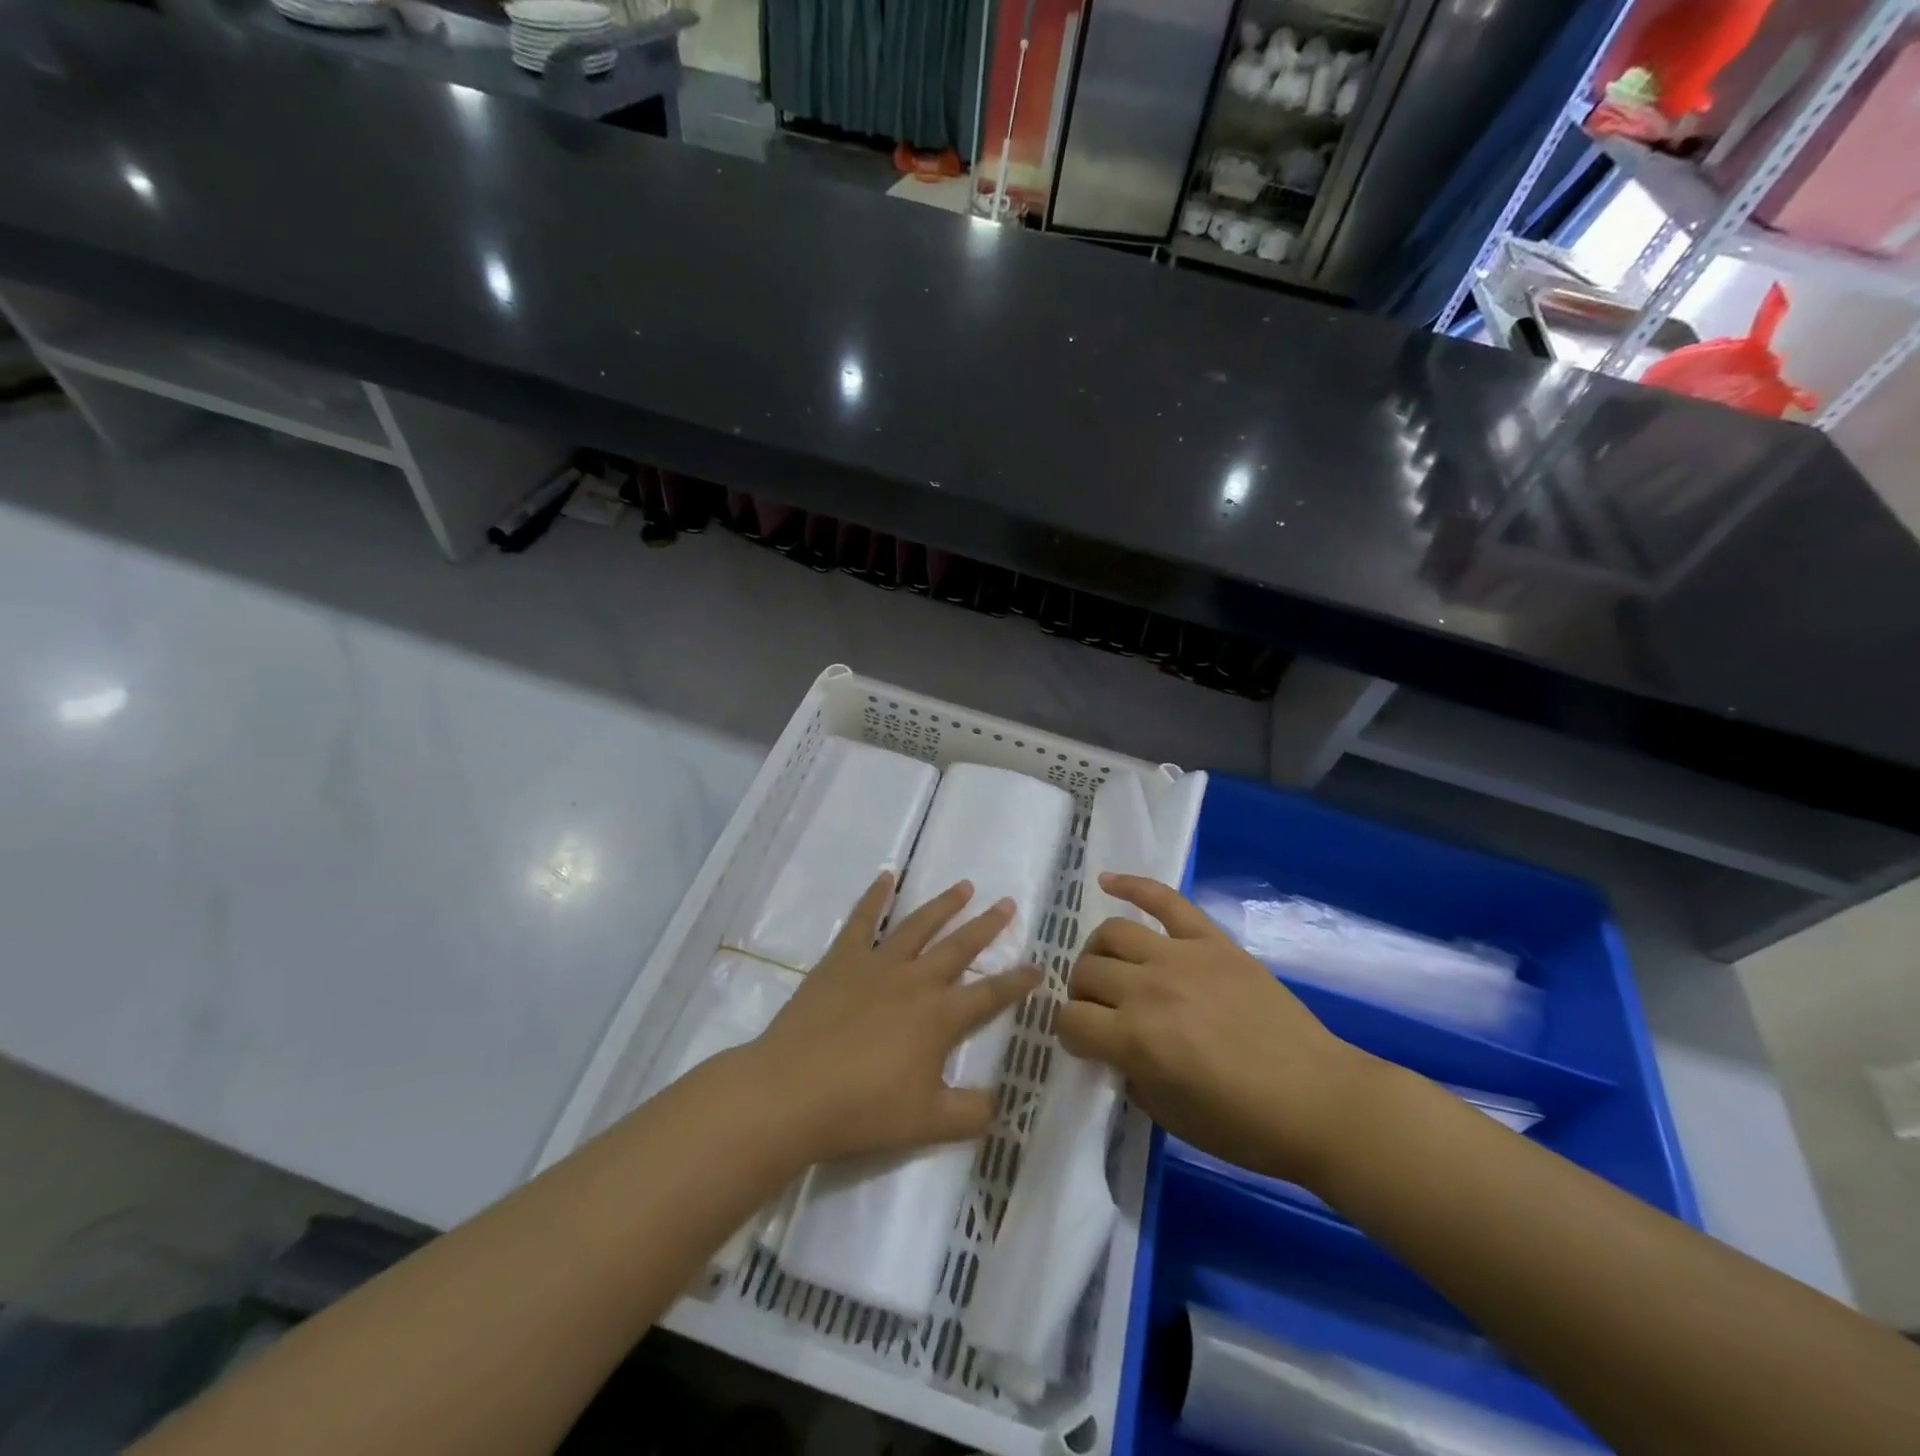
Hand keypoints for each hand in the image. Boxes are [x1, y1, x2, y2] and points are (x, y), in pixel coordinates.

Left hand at [737, 874, 1042, 1166]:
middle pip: (959, 947)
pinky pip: (862, 920)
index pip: (991, 995)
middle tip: (1007, 902)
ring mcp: (876, 965)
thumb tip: (1002, 1101)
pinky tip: (887, 877)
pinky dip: (875, 896)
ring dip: (944, 904)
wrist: (792, 1093)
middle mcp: (915, 981)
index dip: (1018, 982)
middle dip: (987, 925)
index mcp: (940, 1017)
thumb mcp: (929, 1125)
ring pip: (918, 925)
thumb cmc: (863, 1111)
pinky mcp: (841, 960)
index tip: (1039, 967)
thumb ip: (972, 1113)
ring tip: (964, 885)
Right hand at [1057, 874, 1368, 1185]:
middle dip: (1083, 995)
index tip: (1086, 1044)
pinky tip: (1107, 881)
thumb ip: (1128, 1072)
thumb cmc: (1244, 1124)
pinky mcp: (1211, 940)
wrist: (1318, 1100)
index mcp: (1135, 1040)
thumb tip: (1113, 1047)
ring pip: (1112, 933)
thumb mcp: (1167, 1114)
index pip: (1070, 1021)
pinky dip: (1132, 885)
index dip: (1071, 1035)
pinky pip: (1164, 899)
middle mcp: (1148, 989)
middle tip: (1103, 1012)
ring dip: (1098, 952)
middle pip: (1086, 973)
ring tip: (1110, 967)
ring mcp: (1181, 957)